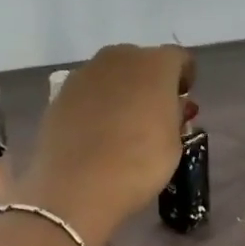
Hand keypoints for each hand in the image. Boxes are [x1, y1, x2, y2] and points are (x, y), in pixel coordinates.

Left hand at [19, 44, 194, 245]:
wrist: (76, 187)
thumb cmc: (139, 165)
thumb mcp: (174, 144)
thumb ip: (174, 116)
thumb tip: (170, 107)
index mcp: (155, 65)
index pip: (178, 58)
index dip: (184, 77)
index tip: (183, 100)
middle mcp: (119, 58)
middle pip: (141, 61)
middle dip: (150, 81)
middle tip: (153, 112)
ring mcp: (85, 73)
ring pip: (111, 74)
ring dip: (121, 90)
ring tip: (122, 124)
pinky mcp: (60, 93)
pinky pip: (87, 91)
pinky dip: (95, 104)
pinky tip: (95, 133)